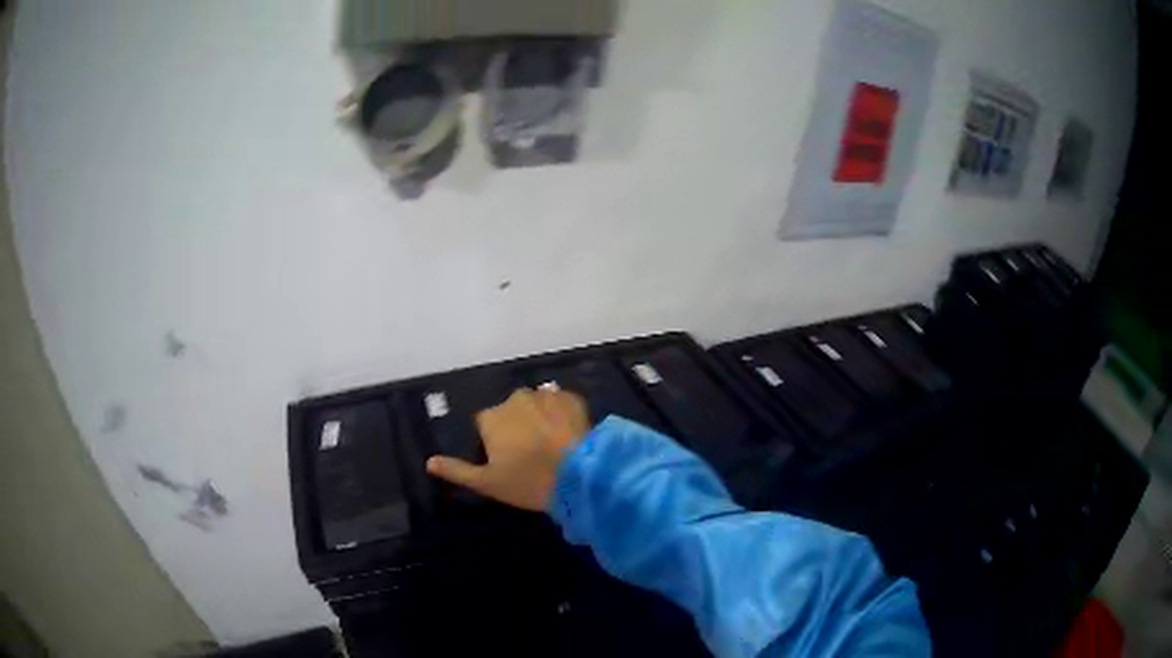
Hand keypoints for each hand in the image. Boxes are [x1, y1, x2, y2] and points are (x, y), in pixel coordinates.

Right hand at [425, 388, 589, 511]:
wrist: (579, 477)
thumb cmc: (528, 482)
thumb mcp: (487, 483)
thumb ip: (457, 470)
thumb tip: (429, 461)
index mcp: (491, 417)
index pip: (485, 424)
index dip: (494, 442)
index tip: (507, 461)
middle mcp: (515, 398)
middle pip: (510, 411)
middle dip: (517, 427)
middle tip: (530, 455)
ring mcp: (545, 395)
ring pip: (535, 405)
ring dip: (539, 418)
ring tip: (552, 445)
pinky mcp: (572, 398)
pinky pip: (560, 403)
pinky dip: (561, 414)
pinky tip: (568, 434)